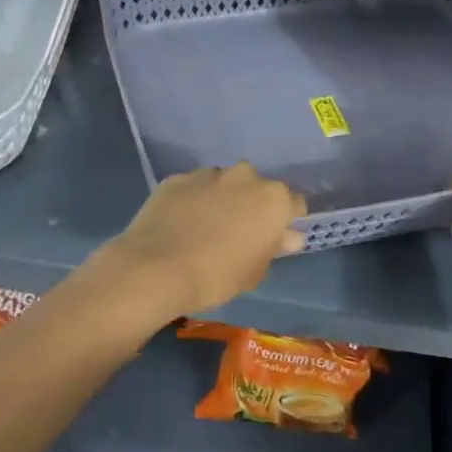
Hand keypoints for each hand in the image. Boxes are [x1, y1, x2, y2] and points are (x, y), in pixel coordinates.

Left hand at [95, 163, 305, 317]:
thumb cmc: (217, 276)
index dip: (285, 222)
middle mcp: (245, 177)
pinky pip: (194, 187)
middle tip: (238, 233)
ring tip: (204, 228)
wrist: (157, 268)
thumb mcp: (254, 272)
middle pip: (257, 187)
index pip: (294, 204)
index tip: (273, 239)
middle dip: (252, 204)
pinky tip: (180, 223)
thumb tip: (287, 236)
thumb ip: (273, 248)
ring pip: (224, 183)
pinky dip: (192, 200)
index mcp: (273, 199)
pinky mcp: (177, 178)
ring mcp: (208, 174)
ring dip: (221, 199)